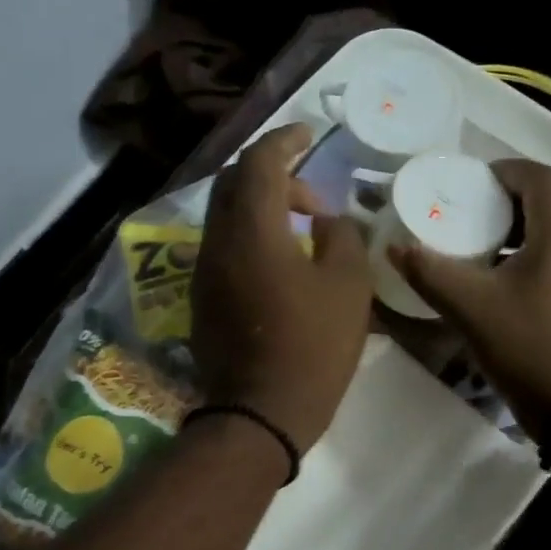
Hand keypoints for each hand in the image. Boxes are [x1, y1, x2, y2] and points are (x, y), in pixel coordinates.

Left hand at [192, 124, 373, 451]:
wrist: (261, 414)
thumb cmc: (313, 348)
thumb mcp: (349, 287)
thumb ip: (341, 237)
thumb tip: (324, 222)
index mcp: (252, 230)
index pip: (260, 161)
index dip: (285, 140)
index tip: (309, 135)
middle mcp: (217, 240)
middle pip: (235, 182)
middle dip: (273, 173)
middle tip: (312, 197)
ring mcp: (204, 270)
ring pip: (226, 214)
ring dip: (261, 206)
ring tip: (301, 229)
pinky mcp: (202, 296)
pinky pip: (224, 244)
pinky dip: (250, 234)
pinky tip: (280, 260)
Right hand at [390, 159, 550, 432]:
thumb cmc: (529, 348)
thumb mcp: (472, 308)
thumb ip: (431, 273)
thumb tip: (396, 248)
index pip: (541, 178)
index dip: (507, 171)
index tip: (473, 182)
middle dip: (510, 204)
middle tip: (471, 216)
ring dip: (523, 235)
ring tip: (483, 252)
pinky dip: (537, 260)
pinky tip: (508, 289)